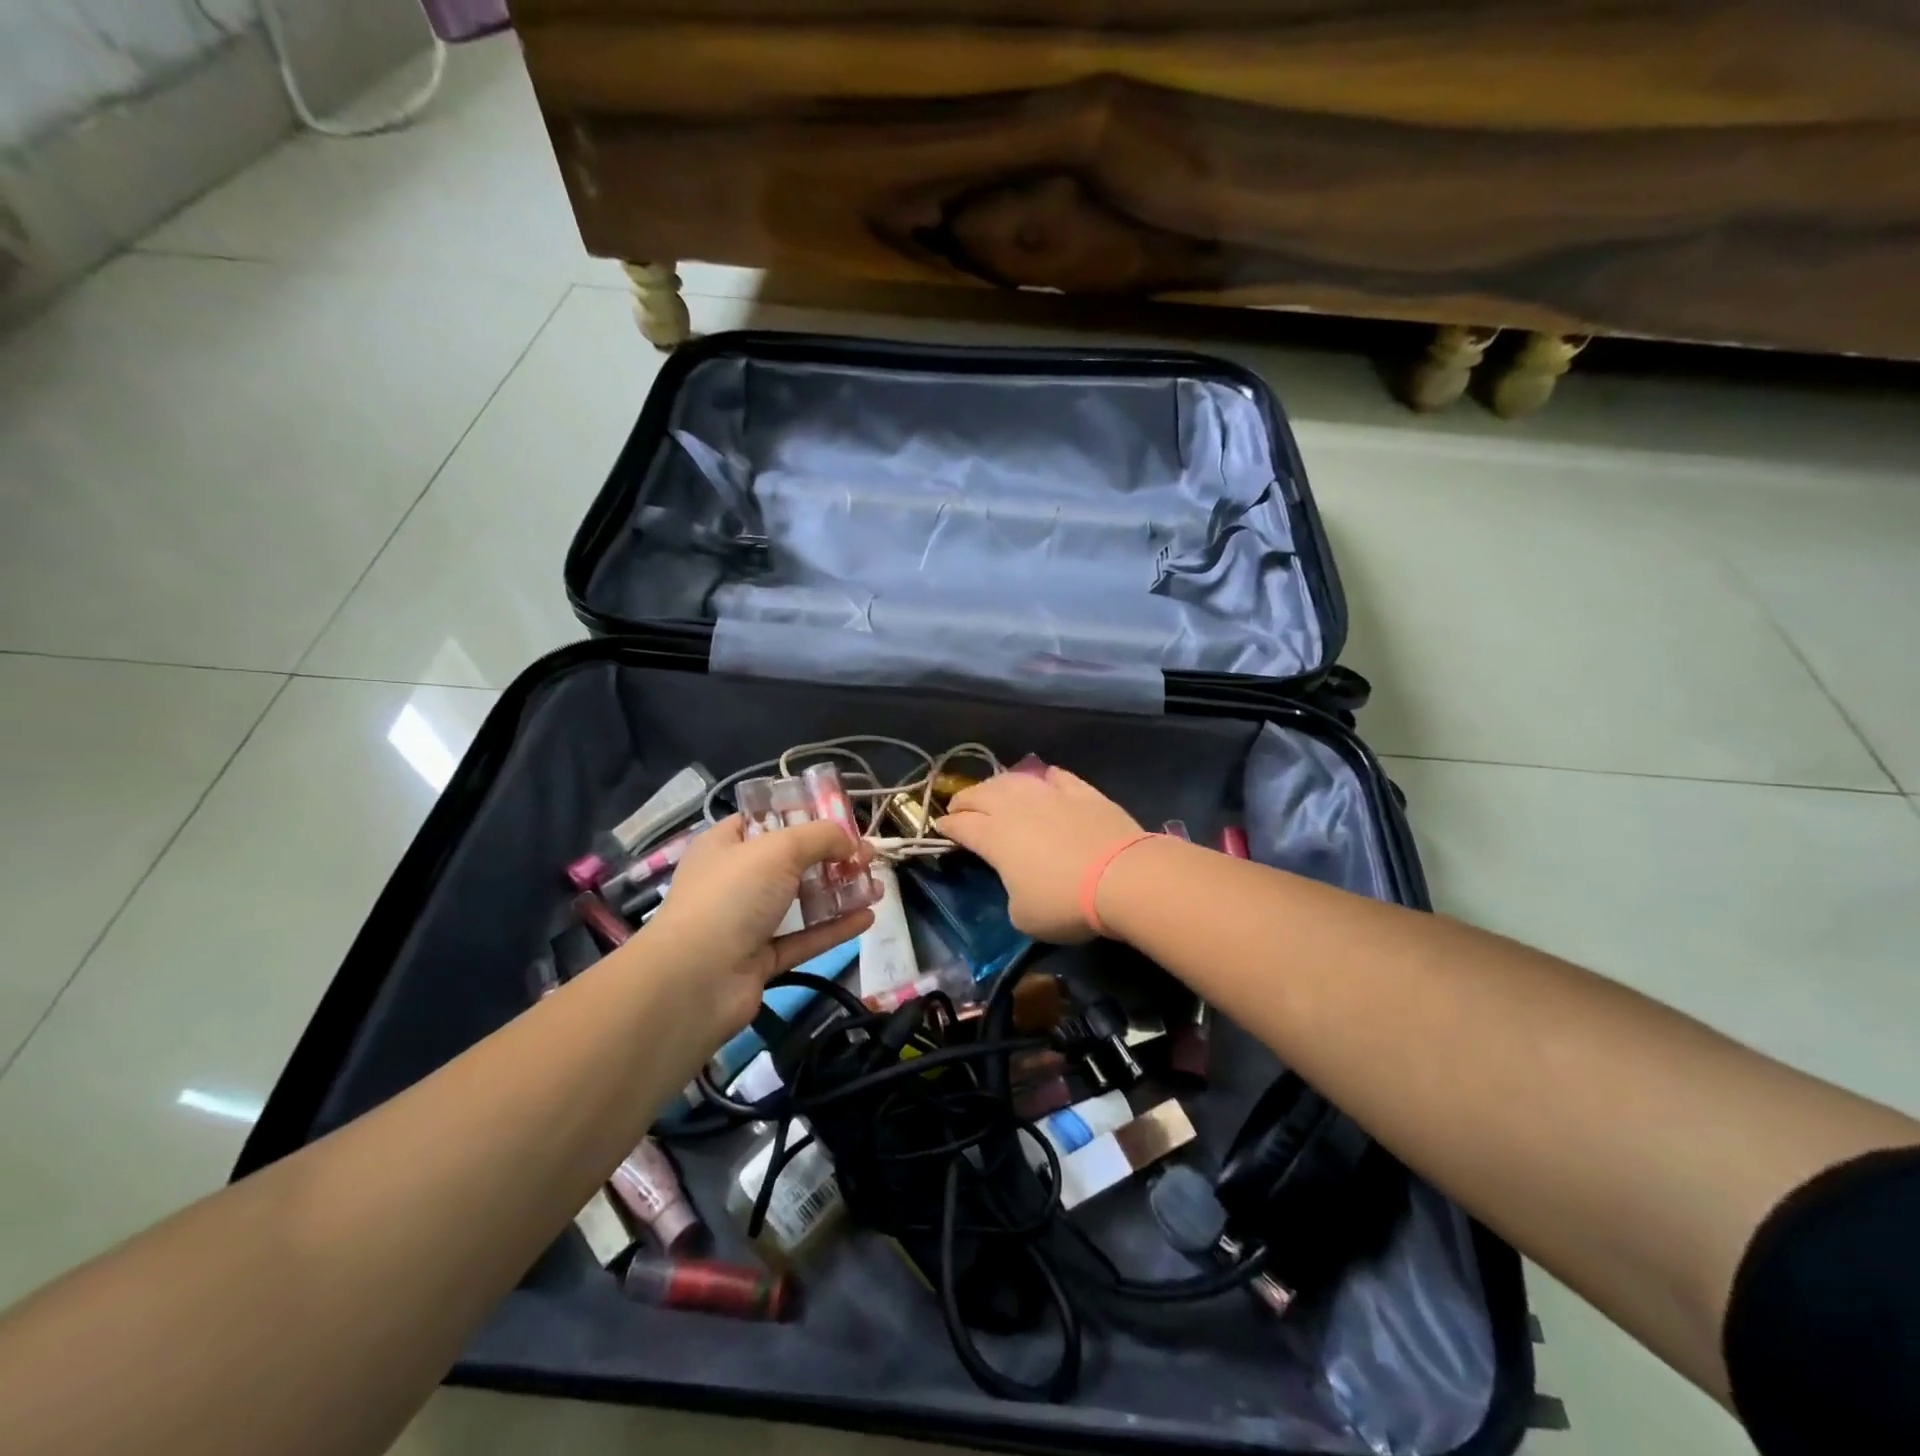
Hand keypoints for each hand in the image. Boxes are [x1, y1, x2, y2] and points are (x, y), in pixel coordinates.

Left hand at [643, 816, 874, 1031]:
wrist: (696, 980)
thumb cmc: (732, 896)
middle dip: (832, 857)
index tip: (839, 819)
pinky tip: (867, 918)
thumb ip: (821, 837)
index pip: (764, 821)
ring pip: (800, 902)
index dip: (802, 816)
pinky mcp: (760, 959)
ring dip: (839, 893)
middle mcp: (734, 880)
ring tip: (878, 887)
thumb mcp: (779, 848)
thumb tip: (850, 843)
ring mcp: (746, 922)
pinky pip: (804, 938)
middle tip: (869, 856)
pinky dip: (834, 928)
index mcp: (725, 845)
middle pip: (790, 862)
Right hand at [936, 765, 1144, 941]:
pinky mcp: (1081, 791)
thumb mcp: (1022, 916)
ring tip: (994, 791)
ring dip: (997, 784)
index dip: (947, 826)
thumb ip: (1010, 894)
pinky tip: (1044, 781)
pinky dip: (1043, 778)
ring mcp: (1049, 794)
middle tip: (960, 808)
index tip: (941, 828)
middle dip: (964, 800)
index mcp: (992, 836)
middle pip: (980, 794)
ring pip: (1013, 779)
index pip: (960, 825)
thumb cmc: (1063, 902)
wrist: (1122, 876)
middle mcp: (1014, 807)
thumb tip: (1018, 883)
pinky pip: (1055, 777)